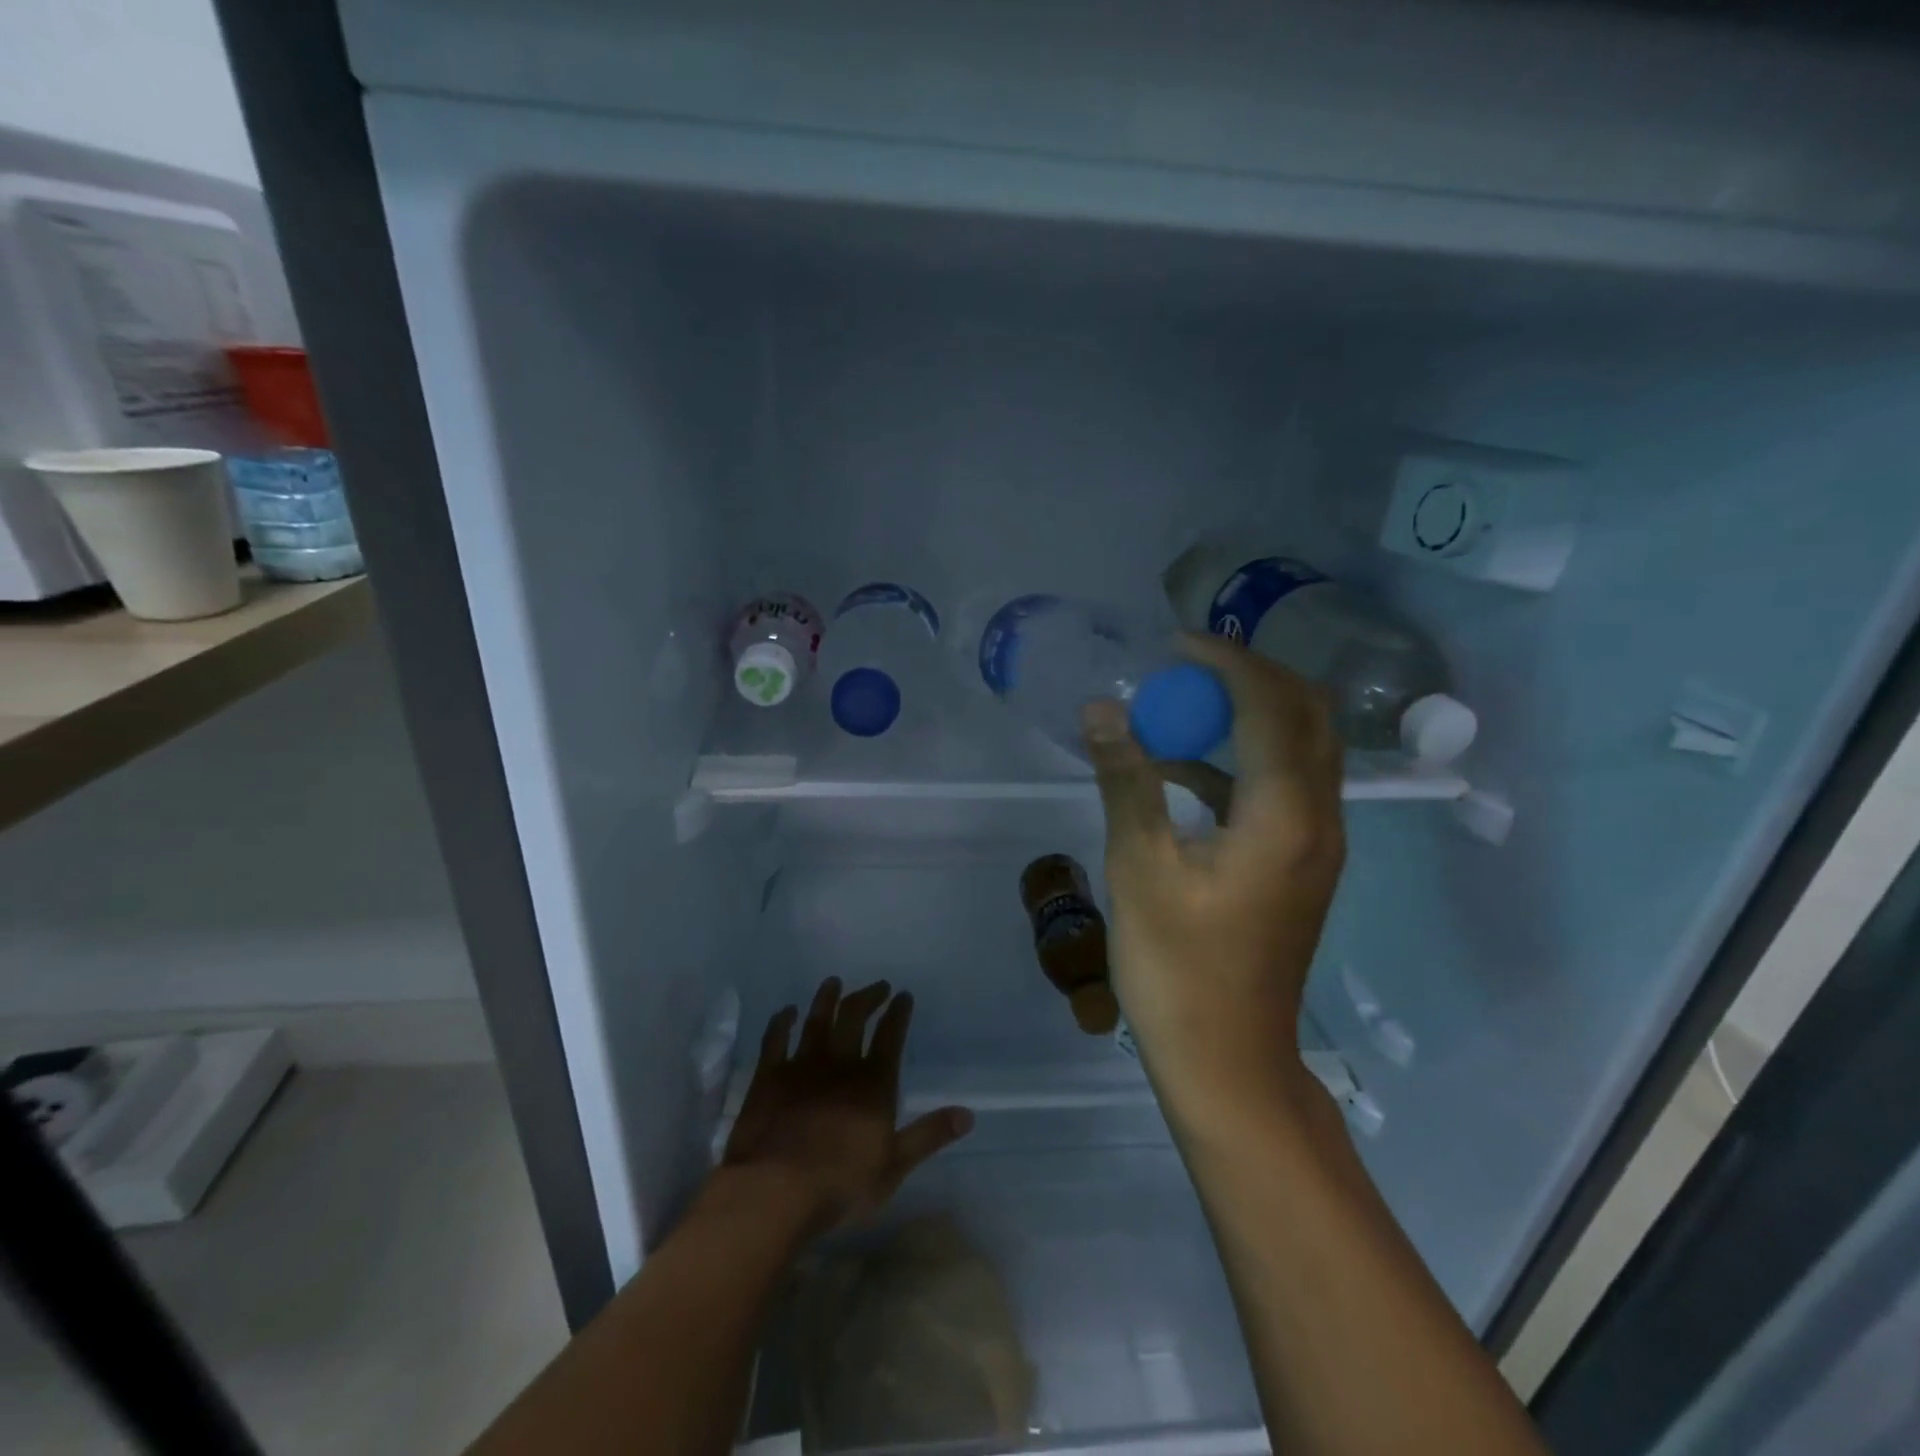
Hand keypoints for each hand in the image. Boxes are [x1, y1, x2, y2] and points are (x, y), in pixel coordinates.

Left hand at [722, 978, 972, 1233]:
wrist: (775, 1191)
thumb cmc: (840, 1185)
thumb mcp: (894, 1167)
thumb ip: (929, 1136)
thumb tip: (968, 1114)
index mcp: (873, 1083)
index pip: (890, 1036)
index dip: (898, 1013)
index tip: (904, 995)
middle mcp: (840, 1064)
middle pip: (855, 1017)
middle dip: (869, 997)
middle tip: (878, 985)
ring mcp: (802, 1066)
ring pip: (817, 1020)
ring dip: (827, 998)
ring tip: (834, 982)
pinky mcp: (769, 1076)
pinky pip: (776, 1039)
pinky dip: (782, 1022)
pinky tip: (786, 1012)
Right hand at [1083, 634, 1345, 1120]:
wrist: (1228, 1059)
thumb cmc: (1177, 968)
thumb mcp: (1139, 867)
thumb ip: (1126, 780)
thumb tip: (1103, 708)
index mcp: (1285, 815)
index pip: (1270, 706)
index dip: (1226, 662)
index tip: (1175, 643)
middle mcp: (1319, 820)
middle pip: (1305, 716)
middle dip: (1250, 677)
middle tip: (1187, 666)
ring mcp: (1317, 845)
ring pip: (1300, 750)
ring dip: (1249, 716)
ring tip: (1182, 707)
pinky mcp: (1300, 865)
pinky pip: (1282, 788)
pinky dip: (1241, 762)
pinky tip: (1184, 774)